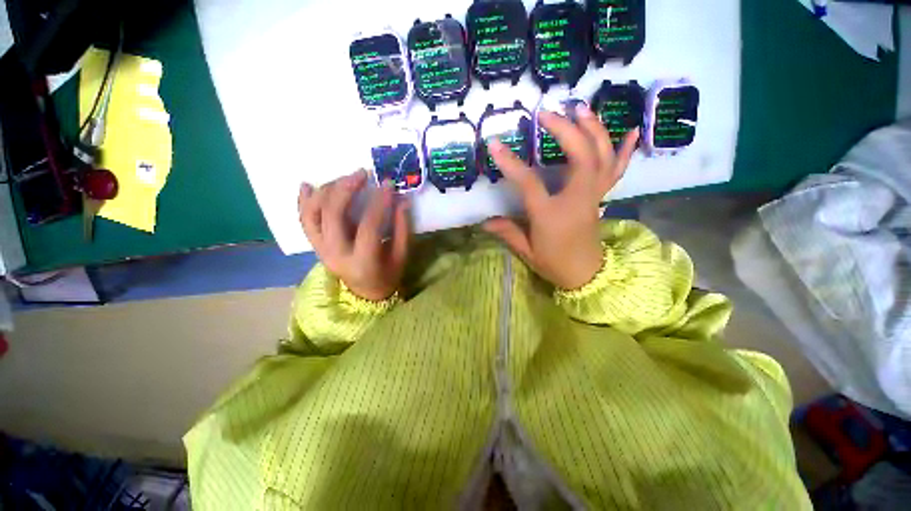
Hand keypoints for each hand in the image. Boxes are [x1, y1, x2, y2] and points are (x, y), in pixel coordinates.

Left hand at [298, 170, 409, 300]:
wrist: (365, 293)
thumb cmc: (387, 275)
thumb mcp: (401, 255)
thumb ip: (402, 228)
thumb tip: (401, 200)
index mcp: (363, 261)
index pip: (368, 226)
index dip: (379, 203)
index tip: (388, 184)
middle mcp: (336, 254)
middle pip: (332, 215)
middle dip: (346, 189)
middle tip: (362, 173)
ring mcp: (321, 249)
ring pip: (313, 214)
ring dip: (327, 191)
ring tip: (344, 178)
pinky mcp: (315, 245)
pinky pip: (304, 221)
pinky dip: (304, 201)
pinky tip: (308, 185)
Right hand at [484, 105, 638, 289]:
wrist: (585, 274)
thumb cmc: (554, 263)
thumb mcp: (526, 250)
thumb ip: (507, 232)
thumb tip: (484, 221)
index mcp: (552, 214)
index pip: (529, 183)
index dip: (511, 163)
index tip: (495, 144)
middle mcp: (578, 199)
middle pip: (581, 156)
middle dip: (566, 130)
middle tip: (547, 113)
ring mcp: (594, 196)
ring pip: (603, 157)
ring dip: (594, 129)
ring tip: (581, 109)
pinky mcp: (601, 197)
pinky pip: (617, 170)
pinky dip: (625, 150)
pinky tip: (630, 130)